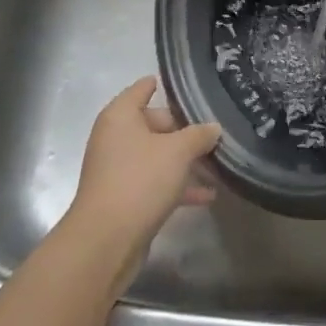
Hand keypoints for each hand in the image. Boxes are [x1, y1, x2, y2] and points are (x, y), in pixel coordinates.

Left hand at [64, 78, 220, 292]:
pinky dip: (179, 186)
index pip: (142, 88)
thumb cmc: (140, 180)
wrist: (106, 241)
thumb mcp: (178, 151)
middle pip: (156, 124)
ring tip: (220, 165)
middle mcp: (116, 138)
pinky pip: (156, 182)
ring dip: (187, 162)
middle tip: (217, 133)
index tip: (190, 84)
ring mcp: (119, 169)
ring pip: (158, 156)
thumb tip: (213, 128)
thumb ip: (199, 135)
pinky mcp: (125, 198)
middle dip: (187, 130)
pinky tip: (208, 195)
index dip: (164, 84)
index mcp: (120, 116)